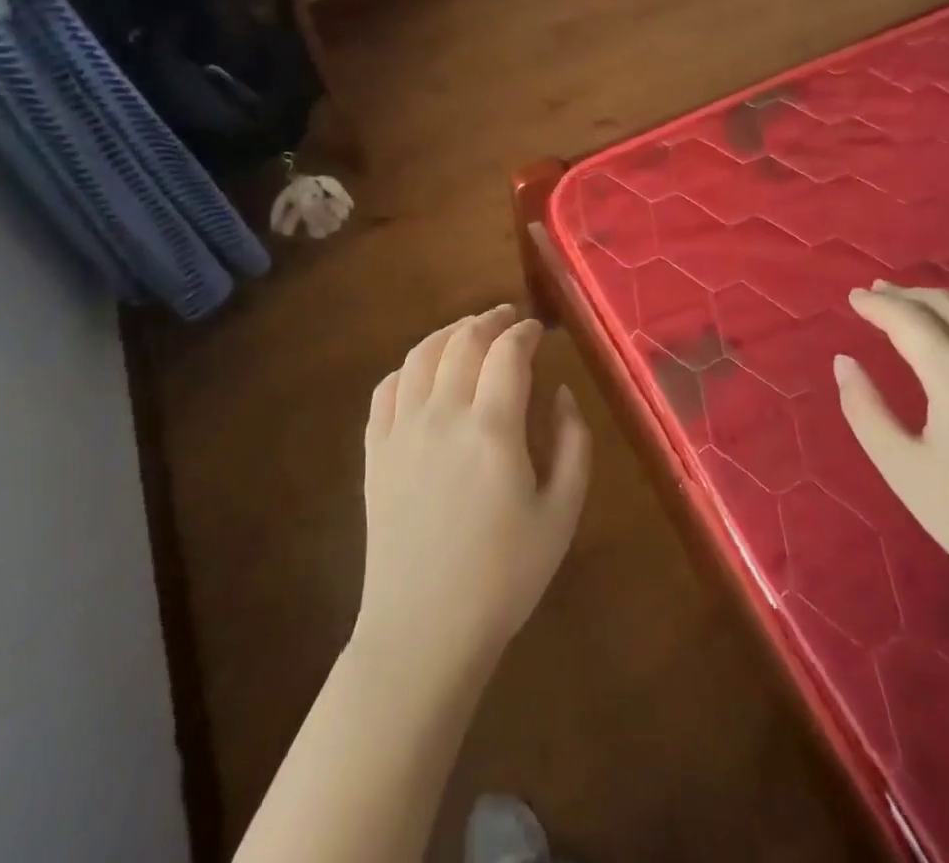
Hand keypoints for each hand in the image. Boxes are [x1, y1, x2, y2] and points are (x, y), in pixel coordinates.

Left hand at [357, 307, 591, 682]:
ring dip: (448, 333)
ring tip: (468, 331)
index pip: (508, 352)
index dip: (526, 332)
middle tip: (508, 318)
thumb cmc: (504, 577)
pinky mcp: (375, 452)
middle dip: (489, 320)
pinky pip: (386, 390)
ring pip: (420, 356)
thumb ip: (573, 444)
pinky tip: (422, 371)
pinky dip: (407, 367)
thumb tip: (560, 392)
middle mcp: (443, 415)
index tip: (539, 330)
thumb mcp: (562, 513)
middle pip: (463, 341)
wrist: (424, 630)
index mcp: (492, 428)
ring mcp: (402, 431)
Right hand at [835, 283, 948, 619]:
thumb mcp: (904, 469)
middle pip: (947, 305)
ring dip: (942, 302)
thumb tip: (844, 362)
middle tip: (875, 294)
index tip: (853, 298)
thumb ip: (865, 409)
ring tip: (914, 305)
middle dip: (906, 295)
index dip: (877, 305)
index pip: (909, 319)